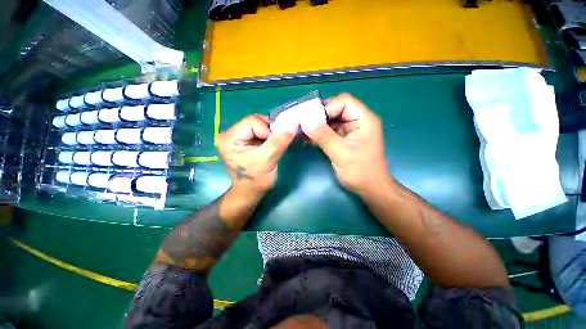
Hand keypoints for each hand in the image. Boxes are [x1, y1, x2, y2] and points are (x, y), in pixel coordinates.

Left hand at [217, 114, 295, 196]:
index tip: (275, 144)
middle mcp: (230, 134)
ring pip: (259, 125)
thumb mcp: (267, 161)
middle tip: (276, 144)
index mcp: (229, 138)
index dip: (268, 130)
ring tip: (273, 146)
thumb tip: (292, 123)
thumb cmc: (256, 180)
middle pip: (255, 121)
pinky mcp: (244, 141)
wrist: (250, 192)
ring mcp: (237, 137)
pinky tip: (271, 146)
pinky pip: (259, 132)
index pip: (252, 121)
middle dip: (270, 131)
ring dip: (270, 134)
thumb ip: (278, 142)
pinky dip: (268, 137)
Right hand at [301, 93, 390, 195]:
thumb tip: (304, 122)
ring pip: (330, 121)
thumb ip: (323, 136)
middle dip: (318, 117)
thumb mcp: (341, 153)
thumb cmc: (361, 171)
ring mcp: (350, 131)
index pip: (344, 102)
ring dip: (316, 126)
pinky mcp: (343, 139)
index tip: (310, 119)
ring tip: (301, 132)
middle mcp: (357, 121)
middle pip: (336, 110)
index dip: (326, 108)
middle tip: (302, 124)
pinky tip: (307, 139)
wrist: (370, 189)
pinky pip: (329, 132)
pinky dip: (318, 134)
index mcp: (364, 119)